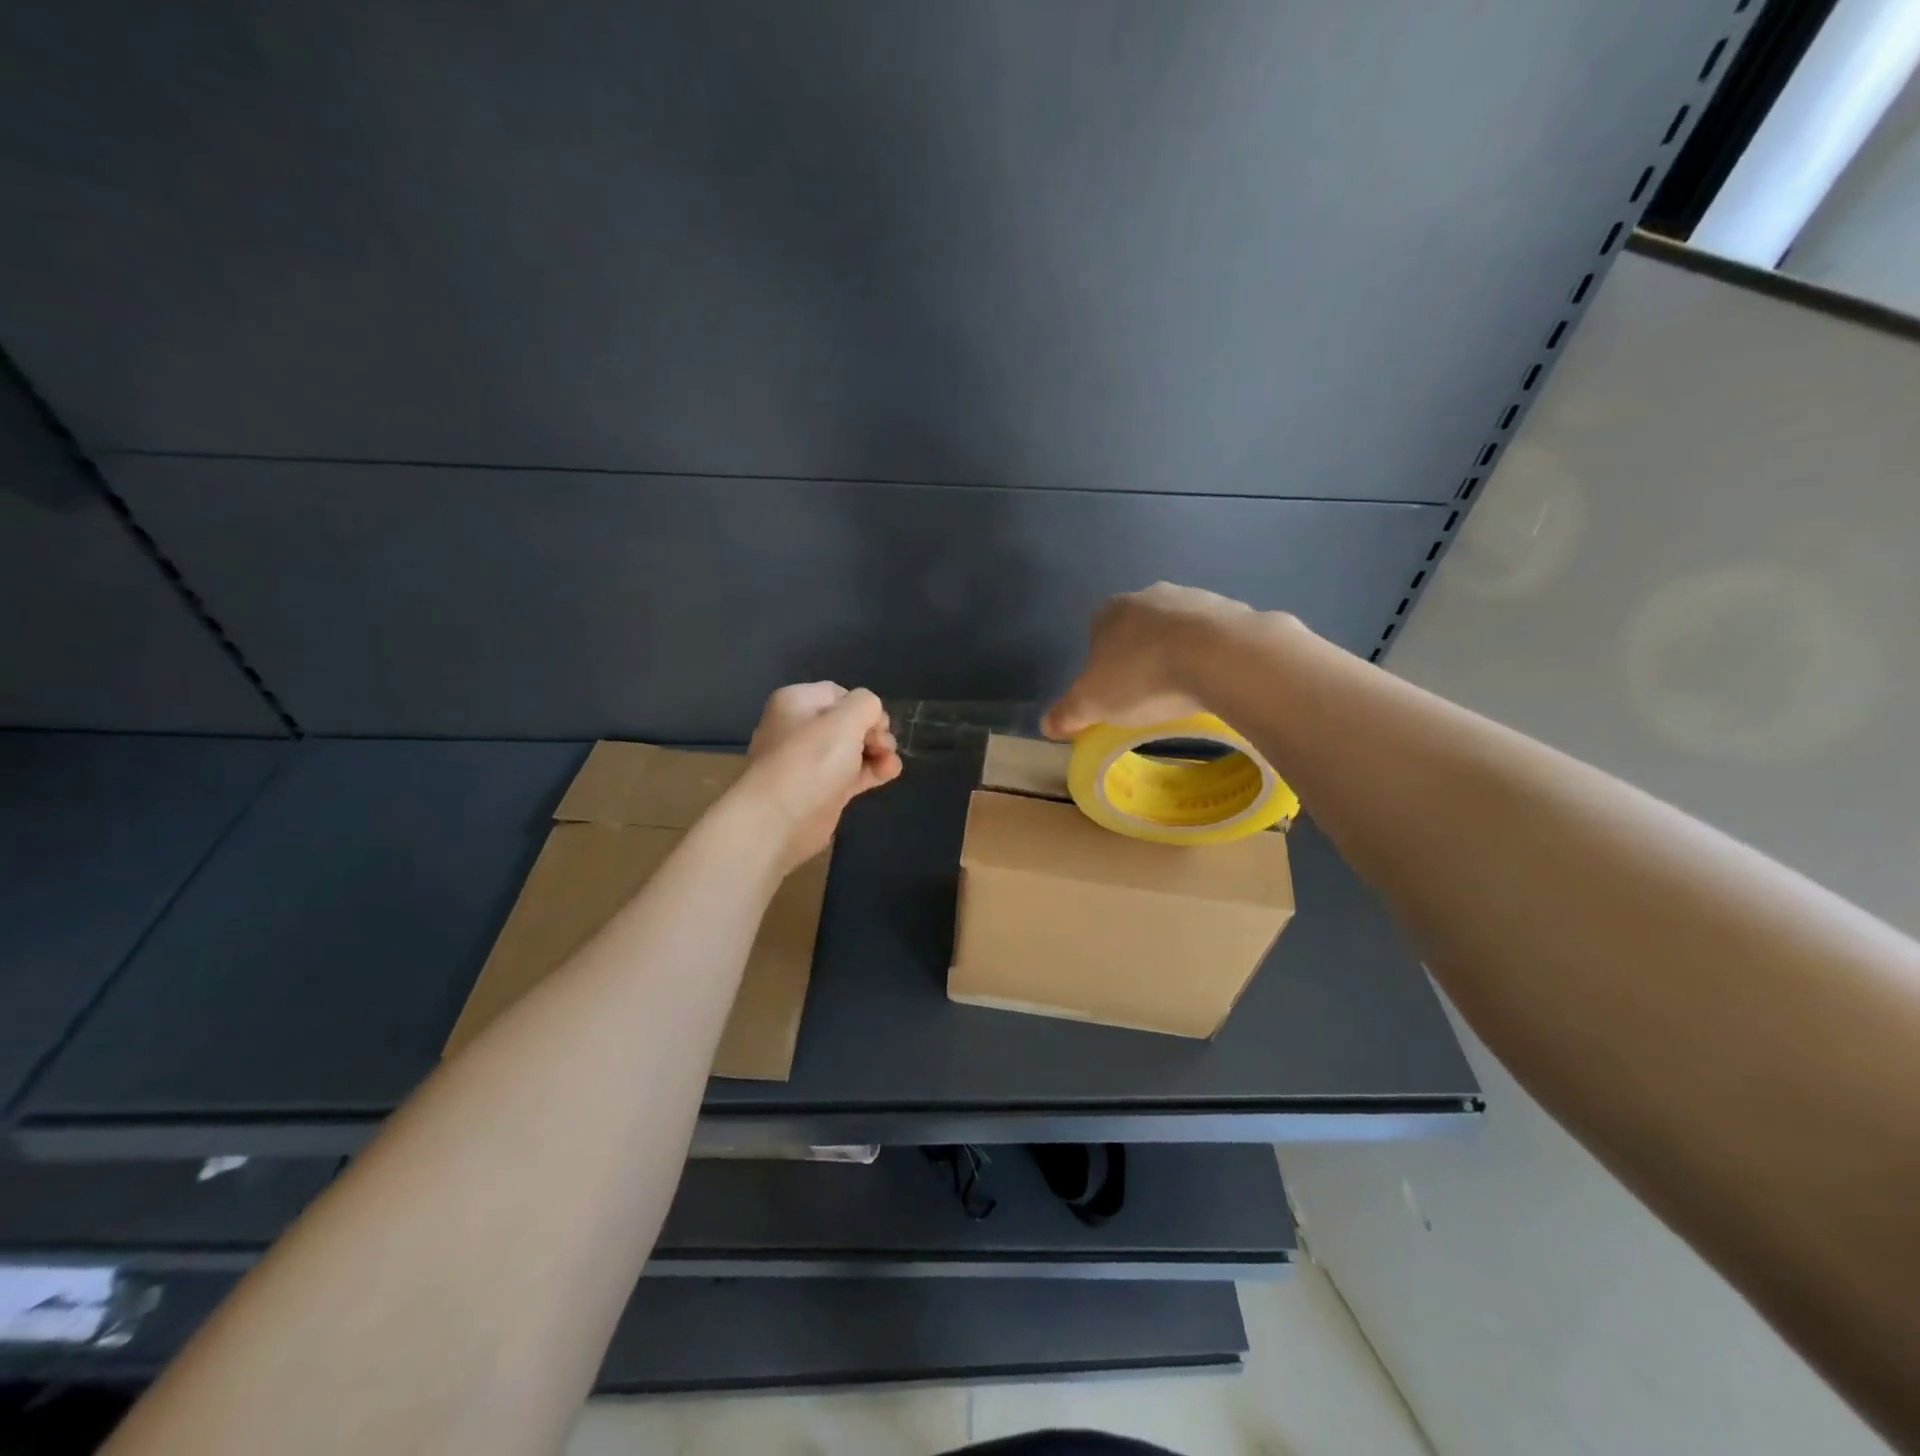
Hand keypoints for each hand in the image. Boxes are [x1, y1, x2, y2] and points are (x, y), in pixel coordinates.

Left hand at [738, 683, 901, 872]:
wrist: (778, 821)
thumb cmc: (810, 761)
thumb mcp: (845, 720)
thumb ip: (866, 705)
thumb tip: (871, 716)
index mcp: (796, 703)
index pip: (839, 694)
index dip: (864, 707)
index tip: (878, 725)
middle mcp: (800, 729)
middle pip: (849, 722)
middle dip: (874, 732)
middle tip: (883, 747)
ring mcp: (810, 762)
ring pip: (853, 749)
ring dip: (878, 752)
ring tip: (890, 764)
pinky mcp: (822, 790)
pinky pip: (852, 773)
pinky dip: (871, 771)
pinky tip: (889, 774)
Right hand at [1042, 582, 1259, 739]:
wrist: (1219, 656)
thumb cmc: (1143, 677)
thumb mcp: (1091, 704)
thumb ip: (1066, 713)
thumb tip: (1047, 725)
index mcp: (1110, 611)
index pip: (1096, 634)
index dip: (1101, 664)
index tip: (1112, 693)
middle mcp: (1149, 595)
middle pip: (1138, 629)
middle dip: (1140, 656)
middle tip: (1147, 694)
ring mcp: (1194, 598)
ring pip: (1177, 630)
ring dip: (1178, 654)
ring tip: (1184, 691)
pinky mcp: (1232, 610)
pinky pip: (1214, 637)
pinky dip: (1211, 656)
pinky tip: (1215, 682)